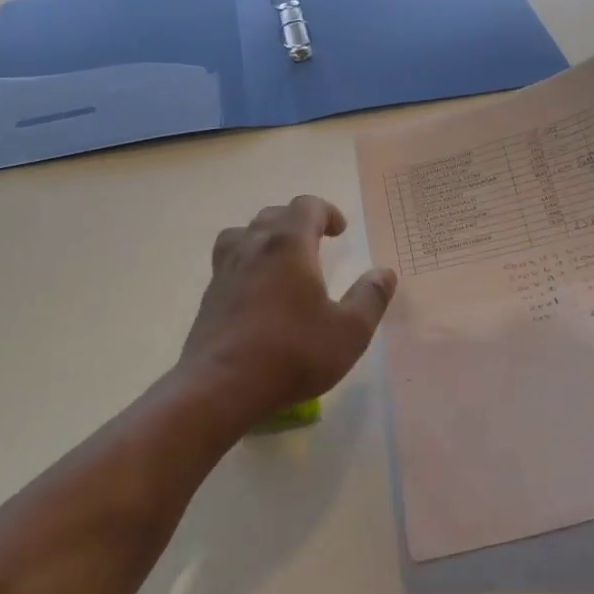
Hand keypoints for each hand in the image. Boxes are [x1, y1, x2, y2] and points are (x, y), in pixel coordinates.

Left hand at [179, 195, 397, 421]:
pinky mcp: (209, 296)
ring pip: (243, 234)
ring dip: (265, 237)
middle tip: (316, 242)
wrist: (221, 387)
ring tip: (281, 258)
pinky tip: (258, 290)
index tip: (340, 231)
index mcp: (288, 245)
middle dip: (298, 222)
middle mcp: (253, 247)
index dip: (327, 212)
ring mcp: (225, 270)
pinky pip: (228, 262)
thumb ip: (370, 298)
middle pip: (273, 215)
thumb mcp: (349, 331)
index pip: (306, 206)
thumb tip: (384, 273)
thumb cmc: (292, 353)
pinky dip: (247, 262)